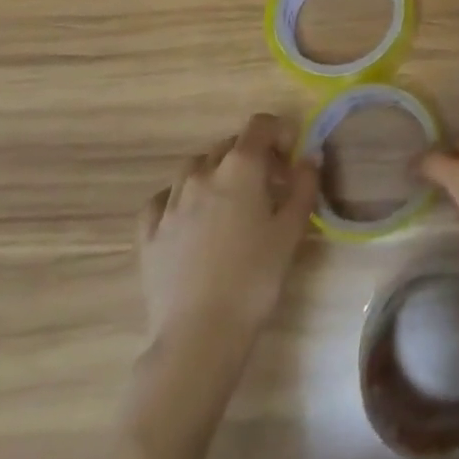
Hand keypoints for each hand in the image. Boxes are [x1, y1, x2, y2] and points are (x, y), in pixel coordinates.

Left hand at [137, 116, 318, 374]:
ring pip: (195, 167)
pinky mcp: (149, 234)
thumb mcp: (292, 228)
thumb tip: (309, 157)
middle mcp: (202, 173)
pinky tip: (190, 217)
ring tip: (230, 201)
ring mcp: (170, 203)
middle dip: (252, 155)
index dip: (279, 132)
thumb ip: (304, 184)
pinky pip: (163, 199)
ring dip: (216, 172)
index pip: (260, 125)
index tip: (291, 156)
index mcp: (240, 166)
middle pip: (229, 145)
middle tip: (270, 185)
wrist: (200, 334)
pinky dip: (179, 197)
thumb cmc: (255, 276)